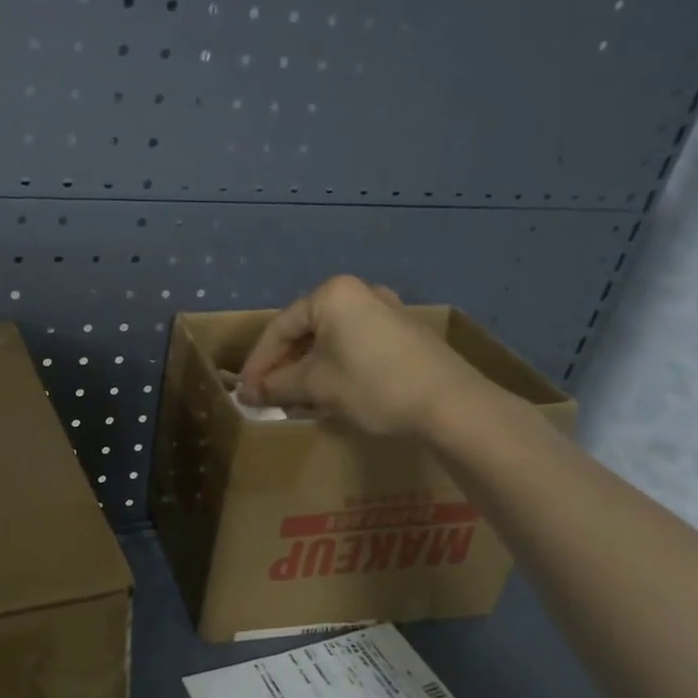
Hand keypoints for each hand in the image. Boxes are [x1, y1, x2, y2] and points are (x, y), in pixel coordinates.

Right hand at [238, 275, 479, 437]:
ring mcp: (386, 311)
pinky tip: (331, 394)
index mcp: (332, 295)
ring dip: (308, 370)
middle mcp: (359, 293)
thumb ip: (275, 387)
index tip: (246, 392)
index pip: (280, 328)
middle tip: (268, 396)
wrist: (452, 405)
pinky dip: (336, 367)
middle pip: (306, 331)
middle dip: (284, 367)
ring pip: (331, 340)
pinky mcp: (404, 334)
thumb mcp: (316, 387)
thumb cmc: (373, 386)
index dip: (258, 363)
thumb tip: (246, 394)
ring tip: (295, 399)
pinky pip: (355, 346)